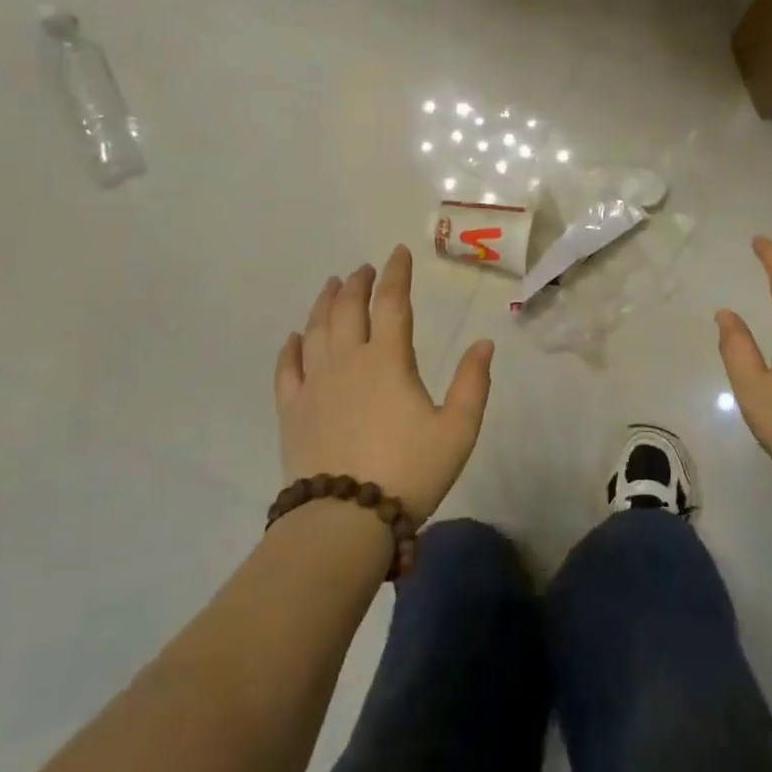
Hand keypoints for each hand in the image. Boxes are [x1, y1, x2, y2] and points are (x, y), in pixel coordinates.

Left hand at [274, 245, 494, 521]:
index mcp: (388, 360)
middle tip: (363, 268)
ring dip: (325, 303)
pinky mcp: (292, 410)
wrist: (345, 519)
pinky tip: (294, 337)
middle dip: (357, 283)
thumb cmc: (409, 471)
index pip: (392, 303)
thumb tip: (484, 342)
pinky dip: (291, 348)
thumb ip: (473, 383)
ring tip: (331, 286)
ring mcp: (315, 384)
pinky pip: (287, 369)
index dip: (396, 274)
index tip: (397, 252)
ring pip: (316, 330)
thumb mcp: (458, 429)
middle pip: (349, 309)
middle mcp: (347, 361)